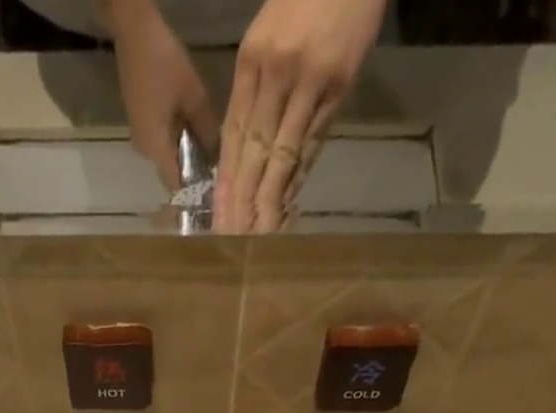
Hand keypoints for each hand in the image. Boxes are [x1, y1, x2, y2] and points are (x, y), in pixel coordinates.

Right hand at [106, 0, 219, 191]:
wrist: (133, 32)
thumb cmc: (164, 63)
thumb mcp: (194, 95)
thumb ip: (207, 129)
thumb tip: (218, 156)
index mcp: (156, 149)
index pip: (177, 185)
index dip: (195, 191)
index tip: (213, 190)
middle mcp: (145, 152)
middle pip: (172, 173)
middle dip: (192, 172)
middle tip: (215, 164)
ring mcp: (140, 138)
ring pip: (167, 157)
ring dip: (185, 155)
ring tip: (206, 145)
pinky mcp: (140, 123)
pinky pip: (161, 143)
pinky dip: (176, 142)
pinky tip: (190, 129)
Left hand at [215, 0, 386, 231]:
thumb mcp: (269, 31)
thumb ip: (257, 86)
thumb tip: (248, 143)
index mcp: (252, 60)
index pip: (233, 134)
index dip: (226, 181)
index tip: (219, 216)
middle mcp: (275, 74)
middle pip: (253, 152)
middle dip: (242, 201)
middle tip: (232, 238)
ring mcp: (307, 82)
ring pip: (282, 155)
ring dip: (269, 200)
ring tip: (259, 235)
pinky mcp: (336, 87)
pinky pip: (313, 143)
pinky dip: (299, 177)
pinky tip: (287, 205)